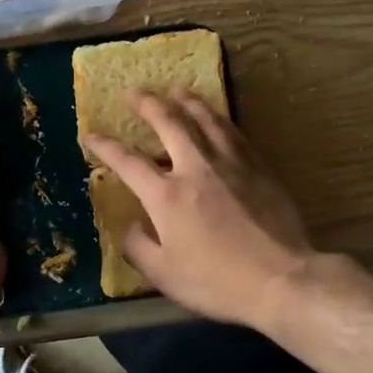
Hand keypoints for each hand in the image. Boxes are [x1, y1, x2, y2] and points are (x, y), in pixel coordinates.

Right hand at [85, 91, 313, 329]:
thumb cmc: (216, 281)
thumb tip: (129, 225)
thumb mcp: (163, 275)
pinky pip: (234, 133)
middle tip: (132, 91)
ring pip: (205, 119)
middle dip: (146, 104)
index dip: (105, 145)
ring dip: (186, 102)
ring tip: (176, 90)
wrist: (281, 280)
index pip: (127, 161)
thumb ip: (138, 246)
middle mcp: (196, 168)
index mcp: (166, 195)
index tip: (90, 134)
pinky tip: (217, 118)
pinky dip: (219, 119)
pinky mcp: (259, 168)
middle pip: (168, 123)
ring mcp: (231, 164)